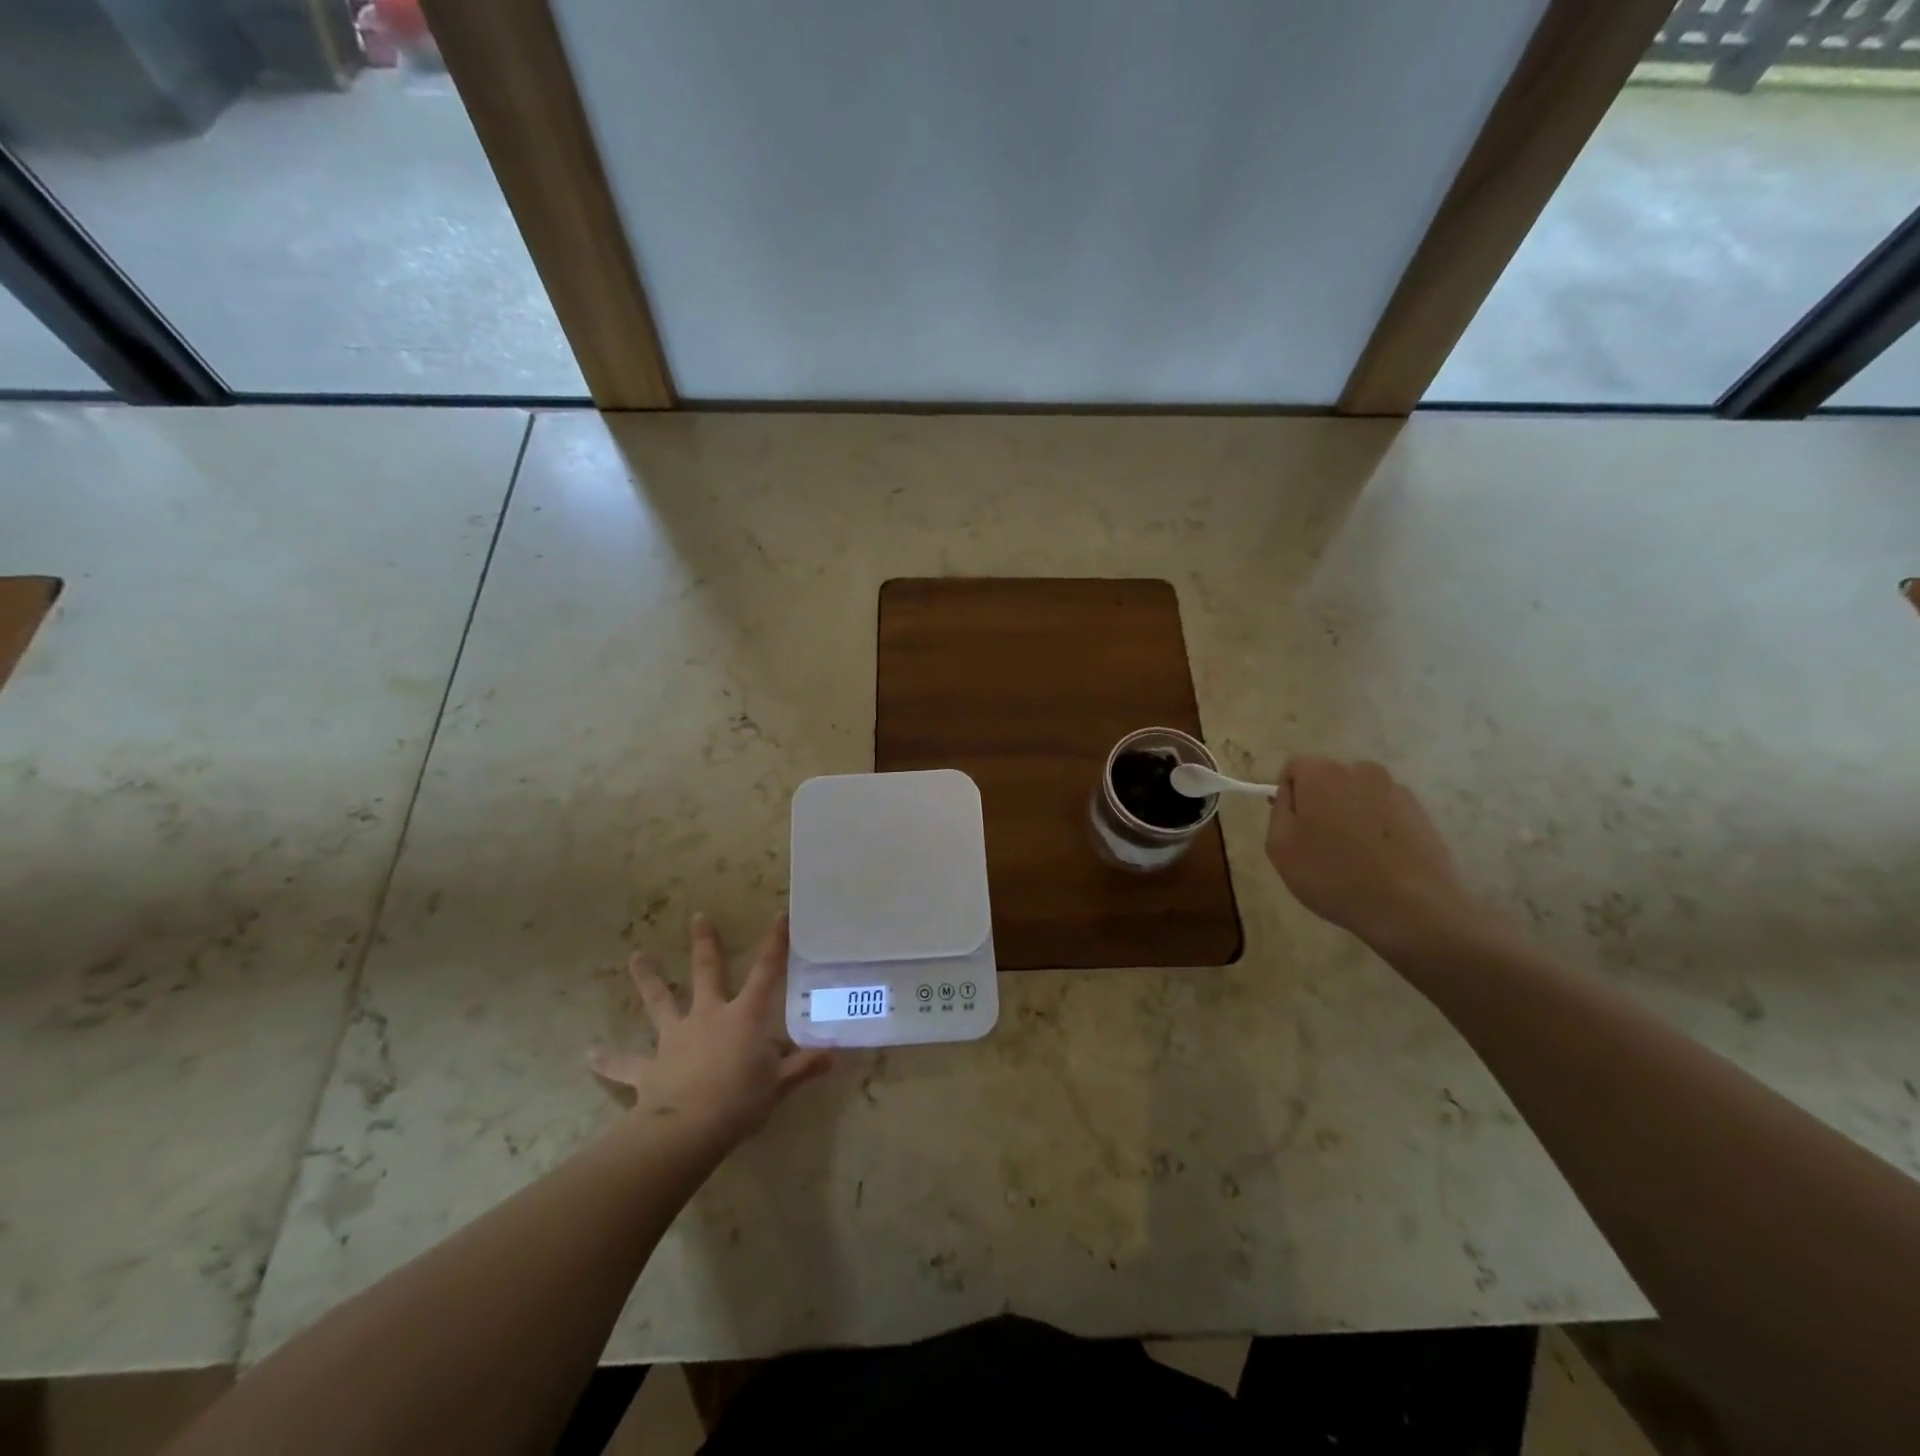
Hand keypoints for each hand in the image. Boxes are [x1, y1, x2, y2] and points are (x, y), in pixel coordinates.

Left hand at [589, 912, 830, 1148]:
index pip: (766, 973)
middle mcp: (708, 1016)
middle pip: (706, 972)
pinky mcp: (648, 1067)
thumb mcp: (779, 1085)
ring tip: (635, 957)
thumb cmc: (740, 1101)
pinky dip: (607, 1060)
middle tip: (697, 917)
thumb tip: (834, 1054)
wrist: (687, 1130)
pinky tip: (589, 1055)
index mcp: (743, 1017)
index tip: (779, 916)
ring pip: (659, 1001)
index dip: (775, 944)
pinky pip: (624, 1063)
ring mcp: (674, 1037)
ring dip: (648, 979)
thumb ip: (803, 1067)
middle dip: (704, 944)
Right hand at [1265, 757, 1478, 953]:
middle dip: (1320, 804)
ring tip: (1353, 858)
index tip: (1292, 828)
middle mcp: (1361, 770)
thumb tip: (1291, 794)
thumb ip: (1279, 810)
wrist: (1411, 907)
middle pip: (1328, 780)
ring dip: (1350, 816)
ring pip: (1358, 797)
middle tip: (1319, 846)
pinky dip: (1377, 829)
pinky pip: (1385, 813)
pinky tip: (1379, 862)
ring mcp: (1396, 791)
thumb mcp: (1280, 847)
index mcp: (1322, 773)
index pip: (1294, 768)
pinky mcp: (1421, 813)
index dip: (1288, 796)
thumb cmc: (1333, 875)